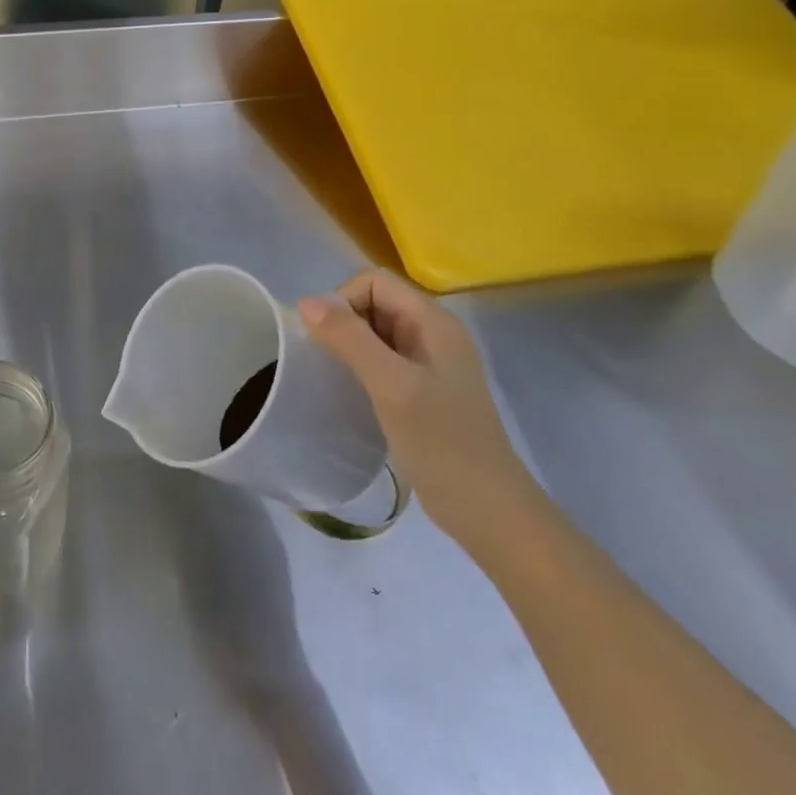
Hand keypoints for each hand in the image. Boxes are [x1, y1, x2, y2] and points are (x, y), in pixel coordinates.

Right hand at [300, 268, 543, 557]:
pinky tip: (354, 394)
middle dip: (345, 323)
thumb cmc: (442, 443)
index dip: (344, 301)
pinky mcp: (424, 389)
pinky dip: (362, 367)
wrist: (489, 512)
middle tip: (331, 363)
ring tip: (338, 379)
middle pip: (375, 302)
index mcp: (434, 322)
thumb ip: (350, 338)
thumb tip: (306, 302)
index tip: (328, 341)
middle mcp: (434, 333)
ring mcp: (431, 363)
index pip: (375, 281)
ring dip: (351, 346)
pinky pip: (383, 359)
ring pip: (376, 332)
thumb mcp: (391, 385)